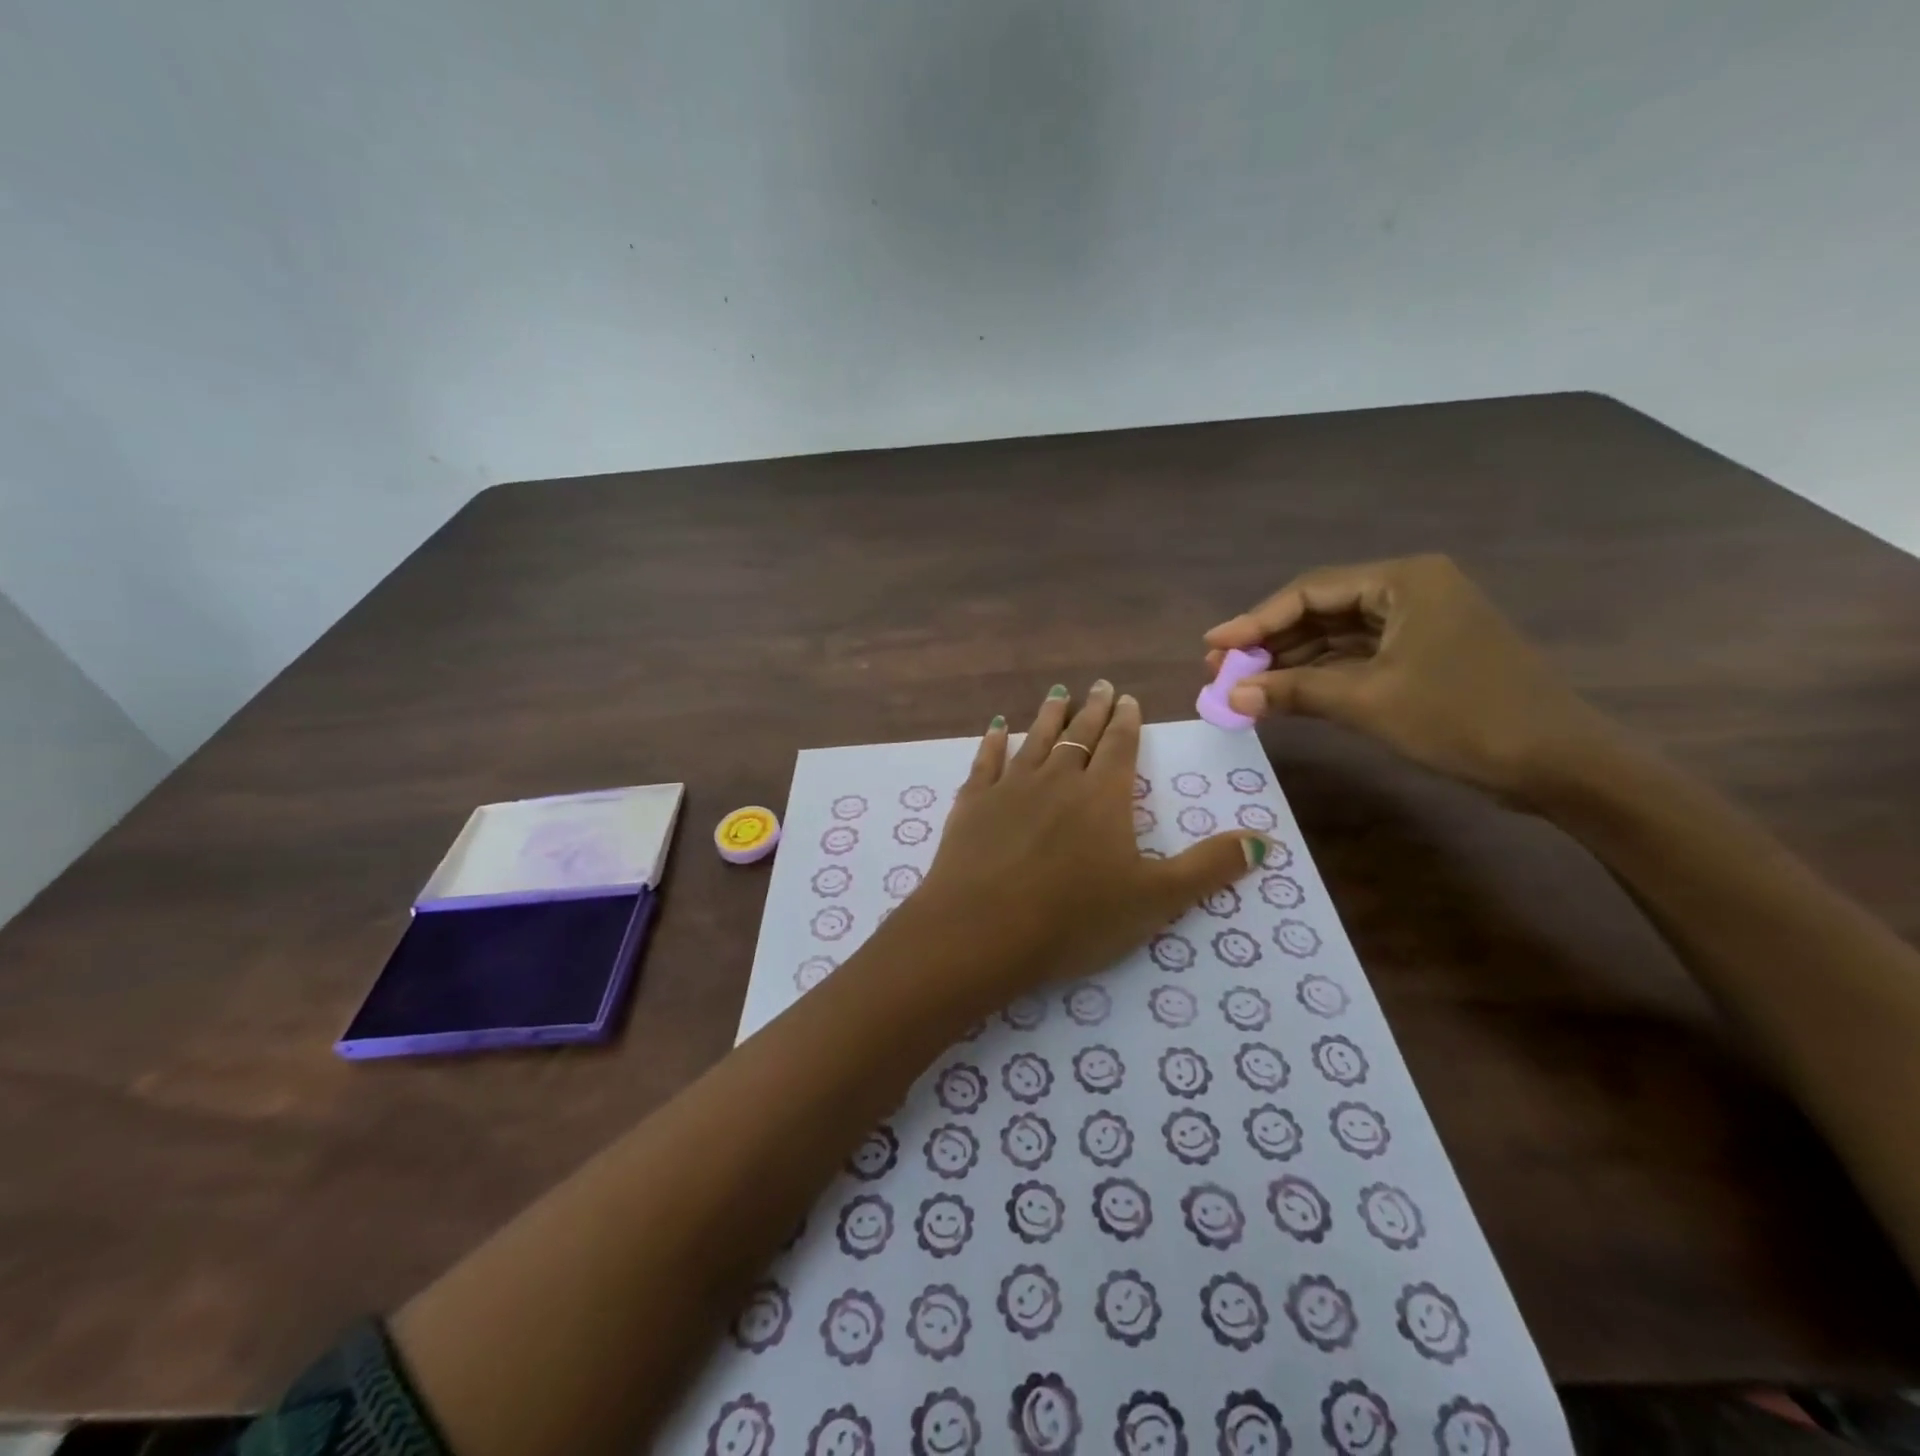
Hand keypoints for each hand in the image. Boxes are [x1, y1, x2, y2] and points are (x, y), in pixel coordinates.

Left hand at [904, 680, 1270, 1001]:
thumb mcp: (1156, 899)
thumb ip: (1209, 867)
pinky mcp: (972, 803)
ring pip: (1034, 739)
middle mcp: (1057, 779)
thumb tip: (1264, 839)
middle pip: (1079, 735)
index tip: (1127, 699)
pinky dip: (992, 742)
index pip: (1120, 747)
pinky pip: (985, 761)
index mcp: (1103, 796)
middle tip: (1099, 686)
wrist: (982, 931)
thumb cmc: (1074, 918)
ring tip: (1057, 693)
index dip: (1126, 722)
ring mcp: (1010, 787)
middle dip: (1092, 710)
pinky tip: (995, 729)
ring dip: (1047, 715)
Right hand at [1204, 554, 1616, 804]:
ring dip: (1289, 662)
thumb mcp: (1367, 702)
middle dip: (1269, 642)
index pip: (1309, 592)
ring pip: (1335, 637)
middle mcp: (1409, 591)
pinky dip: (1319, 677)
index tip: (1211, 647)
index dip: (1254, 620)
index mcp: (1402, 581)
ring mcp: (1418, 624)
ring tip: (1241, 685)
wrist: (1559, 765)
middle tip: (1220, 670)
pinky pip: (1356, 658)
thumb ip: (1293, 691)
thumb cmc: (1462, 718)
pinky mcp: (1423, 657)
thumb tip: (1228, 693)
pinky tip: (1283, 695)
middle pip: (1319, 611)